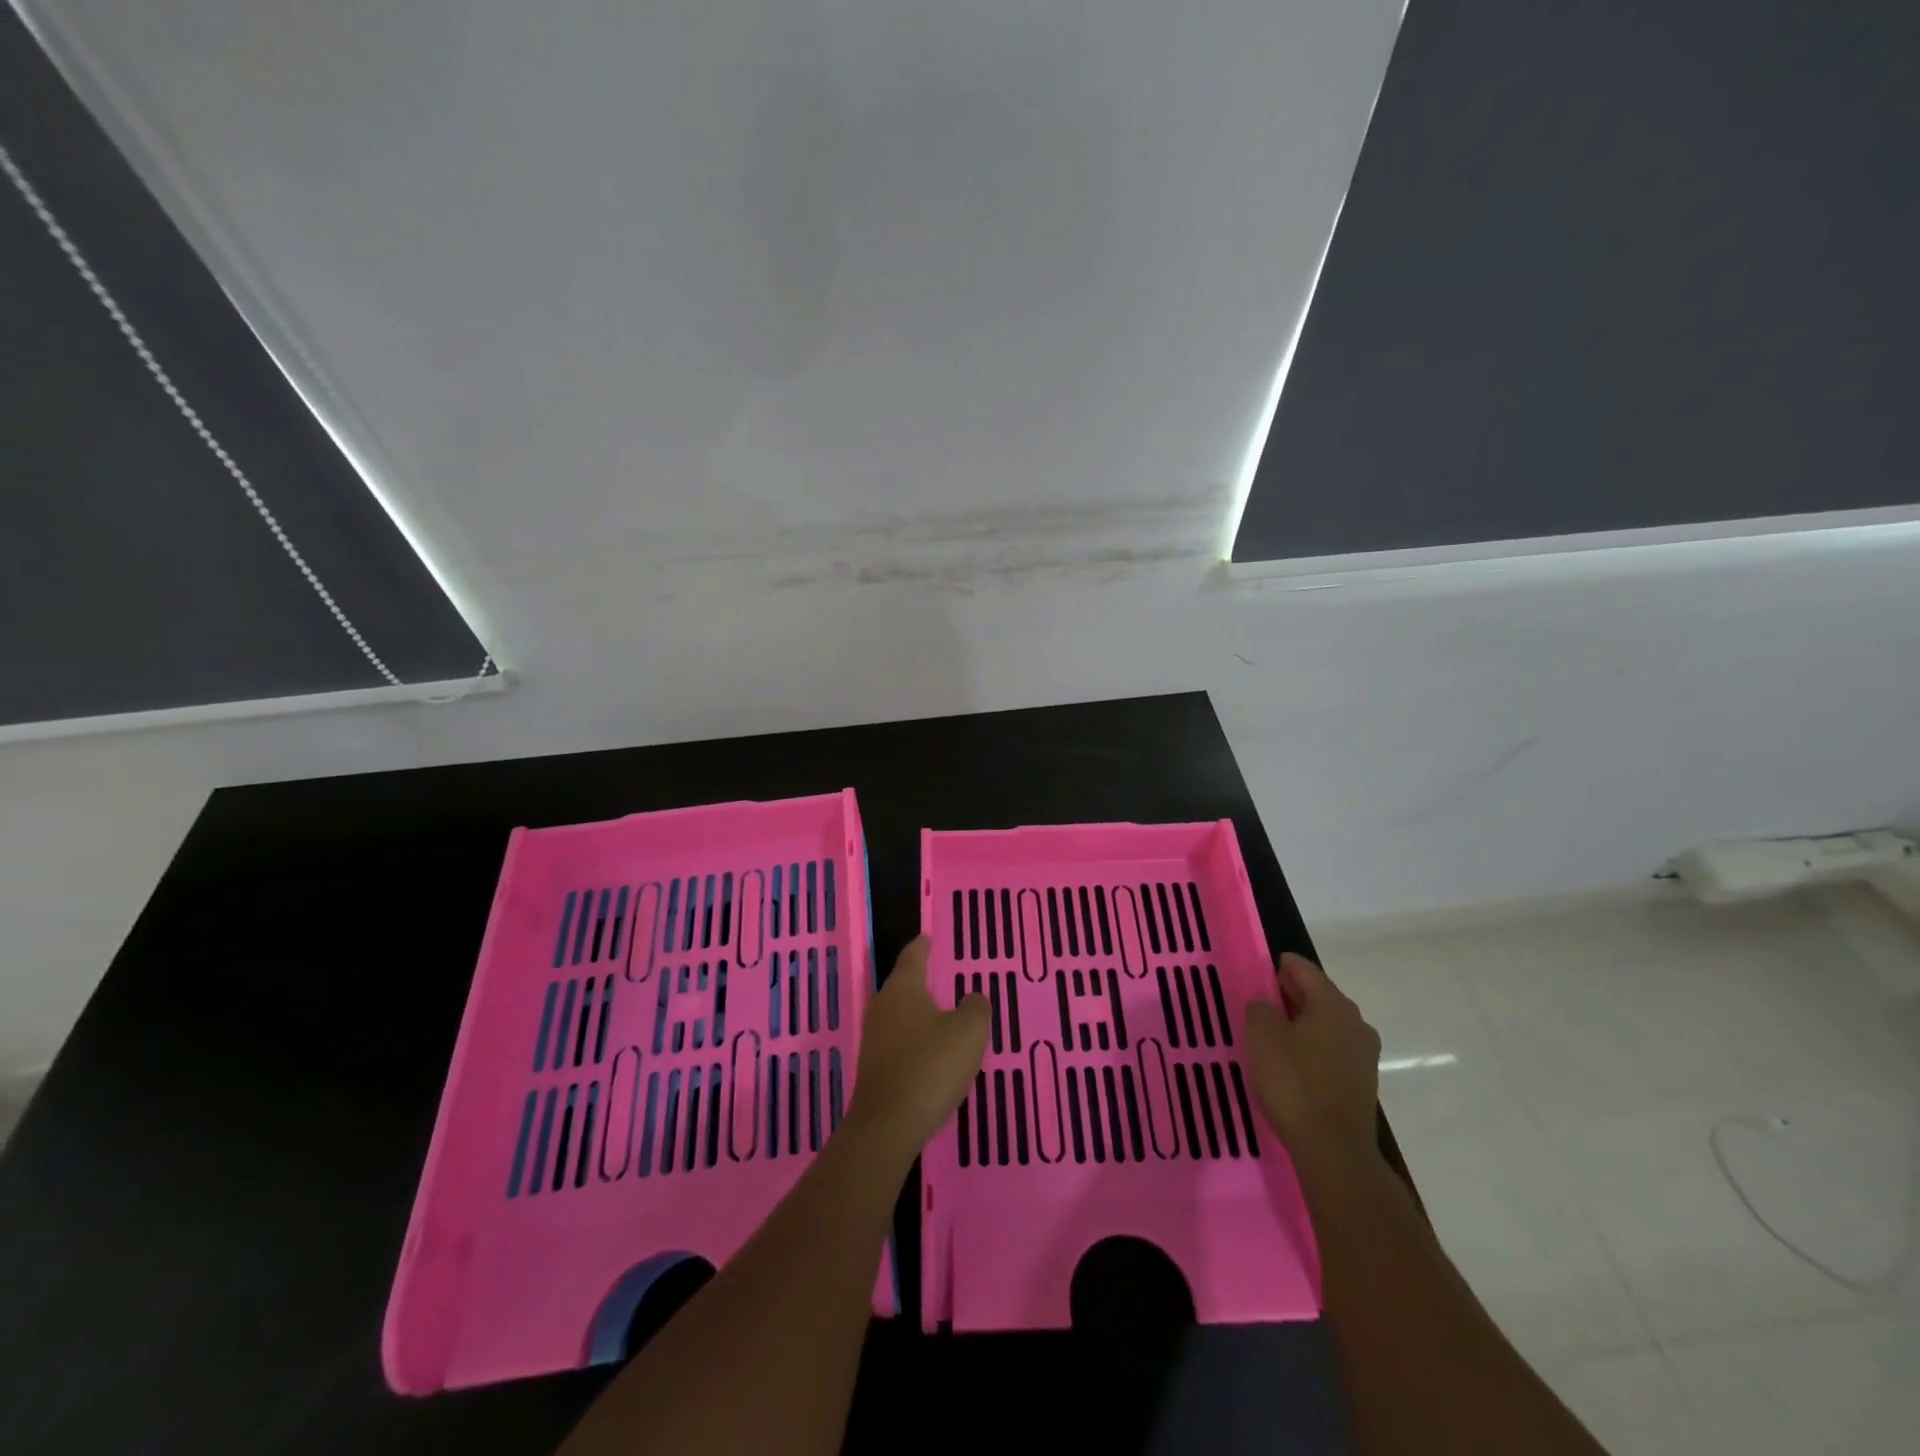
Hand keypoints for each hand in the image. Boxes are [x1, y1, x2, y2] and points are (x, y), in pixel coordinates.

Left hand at [844, 936, 989, 1166]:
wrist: (887, 1125)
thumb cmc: (930, 1066)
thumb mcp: (968, 1033)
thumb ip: (976, 1009)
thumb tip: (972, 998)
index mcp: (903, 988)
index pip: (912, 956)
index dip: (922, 946)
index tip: (928, 937)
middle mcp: (883, 1006)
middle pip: (902, 984)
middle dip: (920, 980)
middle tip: (940, 975)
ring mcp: (874, 1039)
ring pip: (899, 1015)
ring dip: (918, 1013)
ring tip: (941, 1015)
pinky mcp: (874, 1068)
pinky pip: (898, 1042)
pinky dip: (914, 1040)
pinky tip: (931, 1053)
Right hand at [1243, 953, 1381, 1170]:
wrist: (1333, 1149)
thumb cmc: (1295, 1082)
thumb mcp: (1262, 1036)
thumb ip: (1260, 1009)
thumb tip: (1266, 1005)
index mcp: (1333, 1004)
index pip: (1303, 969)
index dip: (1279, 965)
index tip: (1257, 970)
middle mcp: (1355, 1023)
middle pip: (1318, 996)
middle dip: (1289, 994)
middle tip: (1259, 1000)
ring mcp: (1363, 1055)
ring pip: (1325, 1025)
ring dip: (1300, 1024)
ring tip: (1270, 1033)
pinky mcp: (1361, 1083)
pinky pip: (1331, 1051)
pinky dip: (1310, 1048)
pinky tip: (1290, 1062)